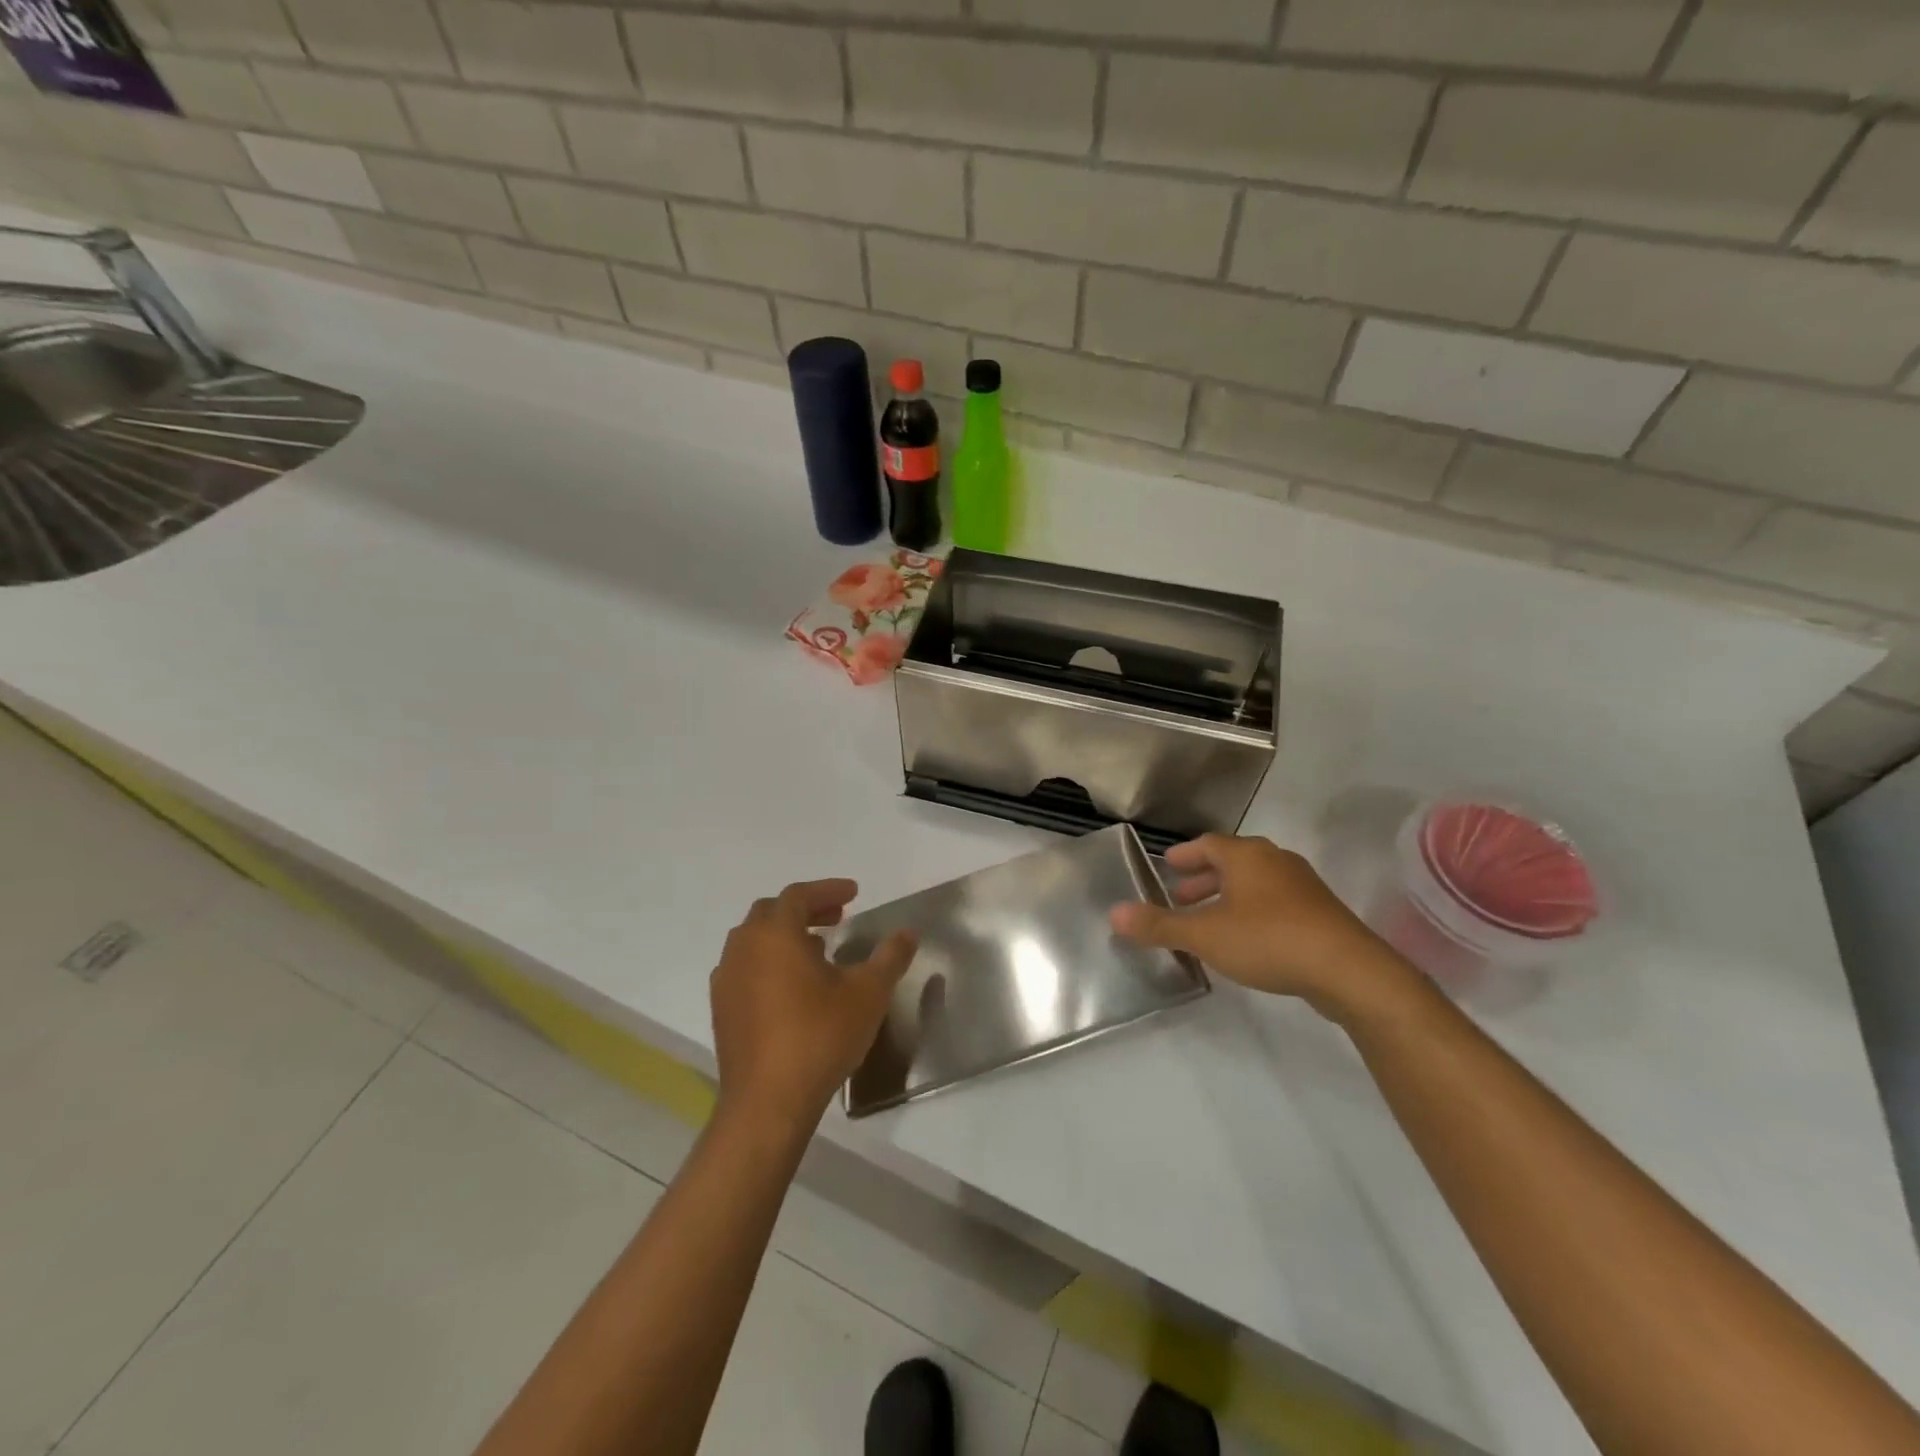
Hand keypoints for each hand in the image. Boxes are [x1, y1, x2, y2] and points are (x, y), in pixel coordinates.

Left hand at [710, 880, 916, 1135]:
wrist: (768, 1102)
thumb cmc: (820, 1036)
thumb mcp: (868, 993)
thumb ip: (890, 957)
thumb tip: (908, 933)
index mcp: (775, 934)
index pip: (799, 894)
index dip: (828, 889)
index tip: (854, 893)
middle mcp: (744, 947)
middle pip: (772, 912)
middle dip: (806, 908)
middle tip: (837, 917)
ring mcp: (727, 979)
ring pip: (754, 939)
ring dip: (785, 935)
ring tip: (817, 950)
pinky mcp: (721, 1008)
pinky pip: (745, 967)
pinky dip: (768, 961)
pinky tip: (791, 986)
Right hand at [1110, 834, 1415, 1021]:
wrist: (1350, 971)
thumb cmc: (1269, 939)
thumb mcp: (1205, 935)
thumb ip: (1159, 925)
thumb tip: (1114, 913)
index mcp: (1246, 855)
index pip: (1207, 844)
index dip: (1184, 855)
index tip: (1167, 865)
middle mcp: (1275, 861)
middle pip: (1232, 861)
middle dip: (1203, 878)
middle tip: (1180, 897)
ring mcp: (1302, 886)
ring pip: (1255, 883)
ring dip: (1227, 897)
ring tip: (1209, 922)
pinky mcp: (1321, 914)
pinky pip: (1275, 903)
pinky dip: (1251, 912)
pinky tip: (1246, 940)